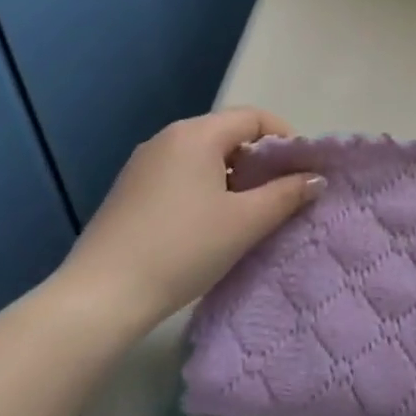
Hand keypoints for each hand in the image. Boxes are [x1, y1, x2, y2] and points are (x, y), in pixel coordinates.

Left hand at [56, 108, 321, 335]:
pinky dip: (205, 187)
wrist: (99, 298)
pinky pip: (180, 174)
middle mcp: (167, 138)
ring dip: (233, 176)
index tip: (301, 171)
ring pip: (203, 156)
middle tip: (280, 193)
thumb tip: (315, 179)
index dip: (284, 138)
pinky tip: (210, 224)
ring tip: (249, 212)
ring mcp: (142, 164)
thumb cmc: (182, 249)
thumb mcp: (245, 222)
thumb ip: (286, 194)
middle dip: (260, 159)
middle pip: (227, 133)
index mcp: (196, 134)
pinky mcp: (128, 191)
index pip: (253, 117)